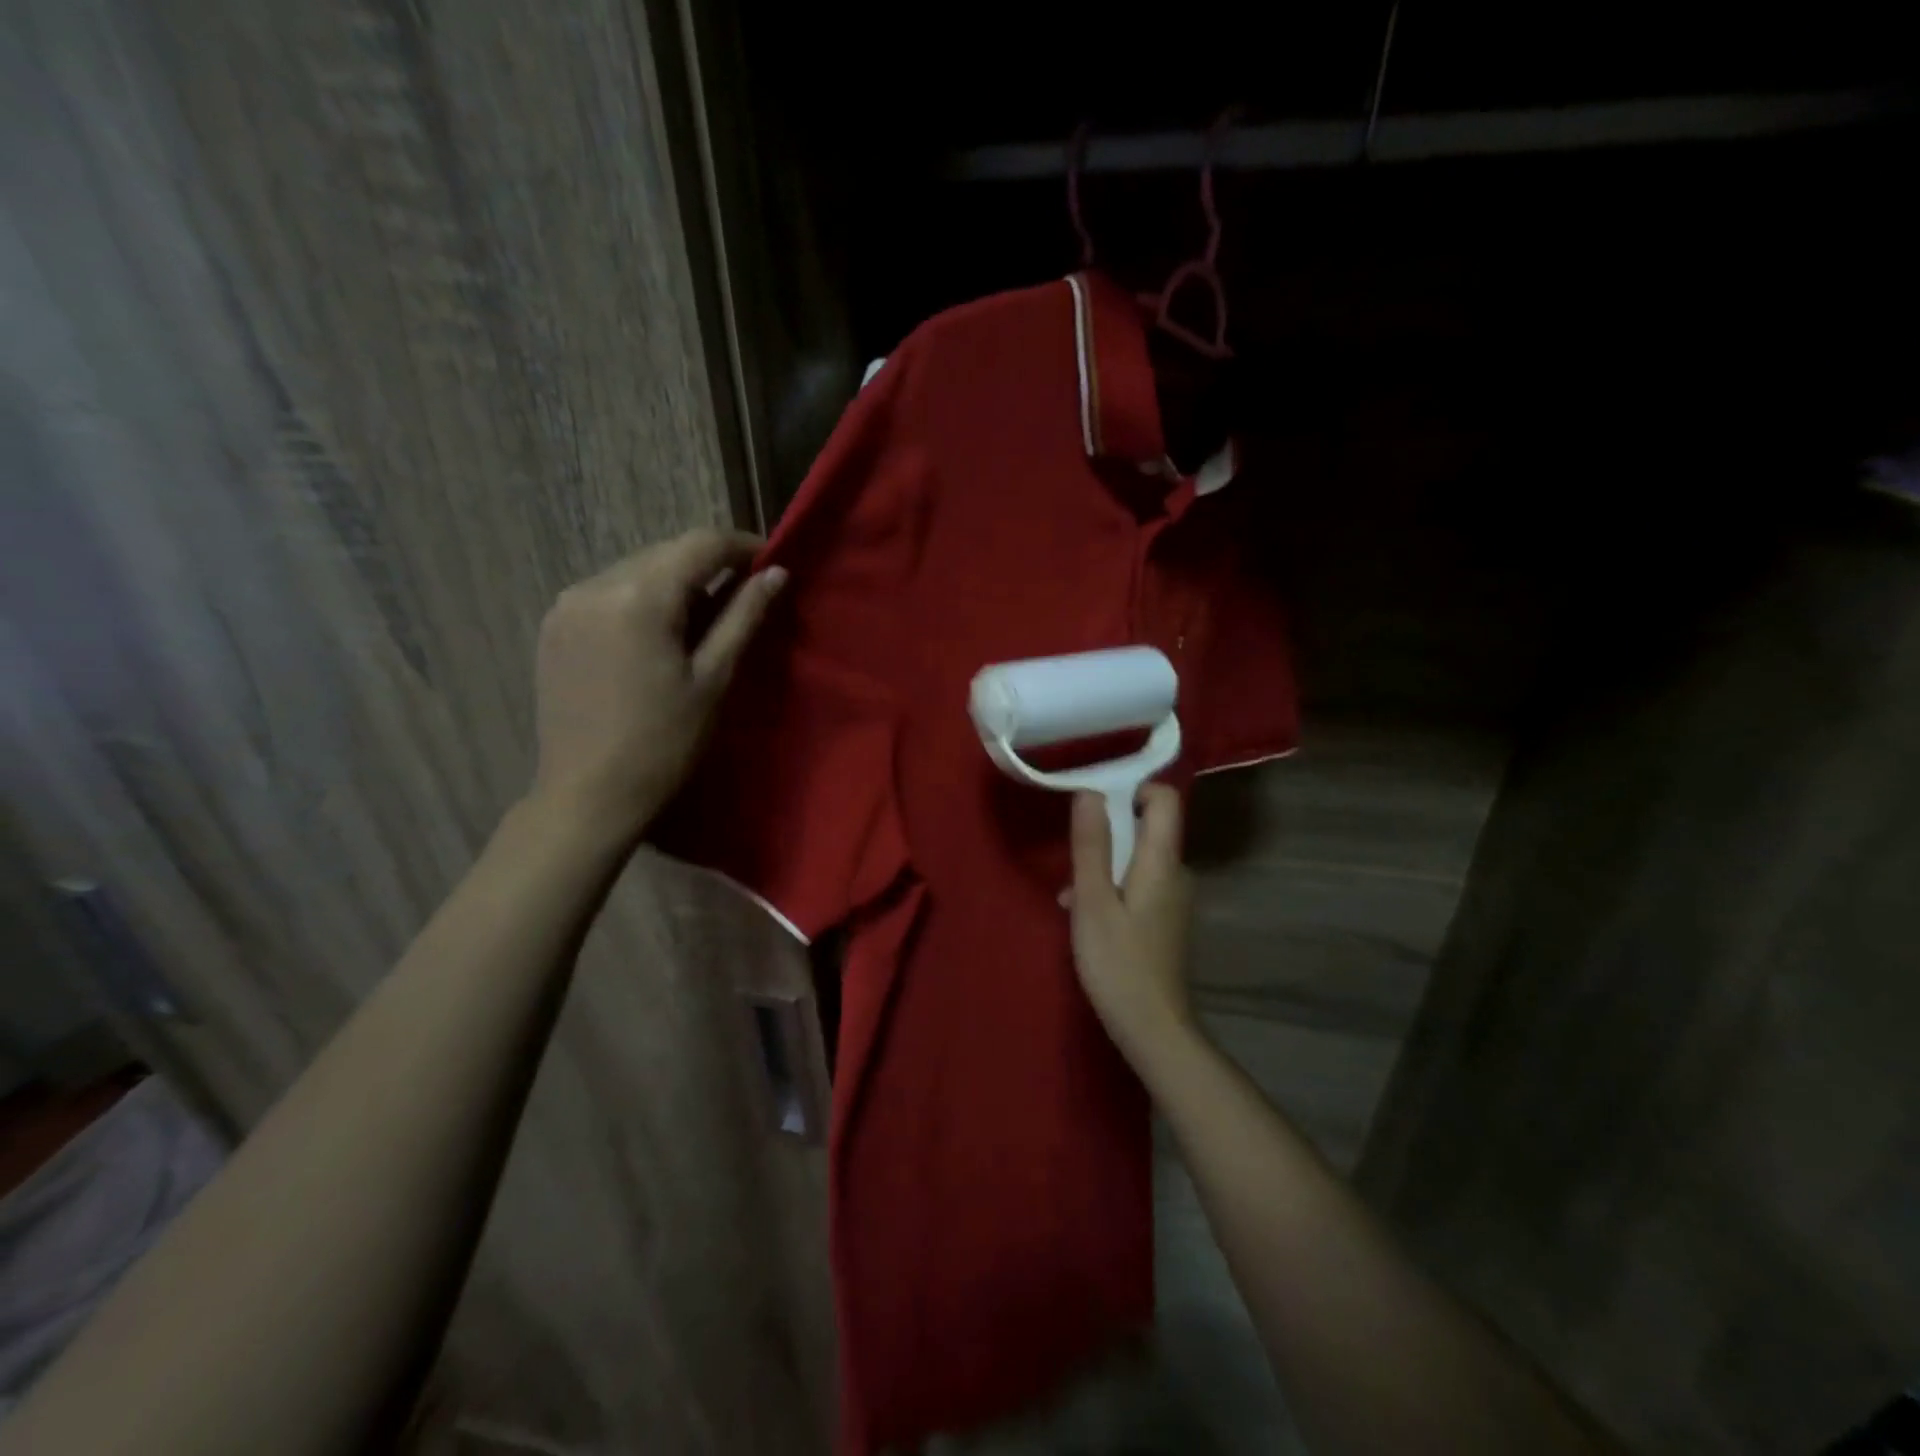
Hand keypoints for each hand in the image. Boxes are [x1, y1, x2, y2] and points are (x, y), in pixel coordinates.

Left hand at [531, 529, 785, 841]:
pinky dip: (642, 601)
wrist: (588, 795)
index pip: (701, 544)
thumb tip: (777, 573)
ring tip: (702, 624)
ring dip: (674, 584)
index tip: (772, 562)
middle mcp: (595, 584)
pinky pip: (608, 593)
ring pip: (636, 571)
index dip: (742, 546)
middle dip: (709, 567)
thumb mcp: (714, 678)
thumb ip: (744, 617)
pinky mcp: (554, 626)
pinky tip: (658, 637)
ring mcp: (567, 604)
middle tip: (744, 598)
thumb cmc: (664, 743)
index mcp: (639, 595)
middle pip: (666, 553)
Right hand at [1067, 785, 1196, 1069]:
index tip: (1094, 807)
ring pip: (1137, 859)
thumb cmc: (1118, 963)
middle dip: (1106, 835)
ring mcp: (1174, 898)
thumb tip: (1089, 792)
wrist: (1153, 1029)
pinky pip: (1139, 883)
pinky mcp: (1166, 919)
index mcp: (1162, 861)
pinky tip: (1085, 916)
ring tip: (1070, 898)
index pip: (1164, 799)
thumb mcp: (1093, 901)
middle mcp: (1176, 872)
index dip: (1132, 791)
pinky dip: (1112, 888)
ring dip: (1103, 867)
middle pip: (1146, 828)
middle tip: (1073, 863)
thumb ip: (1092, 845)